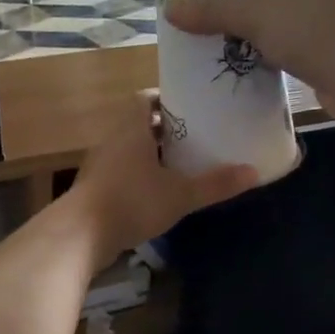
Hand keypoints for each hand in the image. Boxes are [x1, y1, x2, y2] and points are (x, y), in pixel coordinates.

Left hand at [69, 92, 255, 260]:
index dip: (166, 100)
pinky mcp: (93, 189)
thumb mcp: (180, 194)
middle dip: (164, 129)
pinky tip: (156, 193)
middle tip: (194, 137)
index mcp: (131, 128)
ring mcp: (99, 165)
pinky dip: (137, 176)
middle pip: (138, 124)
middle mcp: (111, 140)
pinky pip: (119, 173)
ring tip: (180, 165)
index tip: (190, 108)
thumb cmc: (132, 202)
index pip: (145, 98)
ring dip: (150, 155)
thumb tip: (254, 173)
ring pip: (128, 150)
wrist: (80, 235)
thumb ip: (216, 184)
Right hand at [164, 0, 334, 121]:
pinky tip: (249, 63)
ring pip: (285, 16)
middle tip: (211, 8)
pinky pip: (294, 43)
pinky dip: (272, 50)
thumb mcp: (259, 18)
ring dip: (257, 26)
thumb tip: (169, 9)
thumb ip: (214, 12)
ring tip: (222, 37)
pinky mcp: (331, 51)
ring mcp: (330, 19)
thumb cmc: (317, 34)